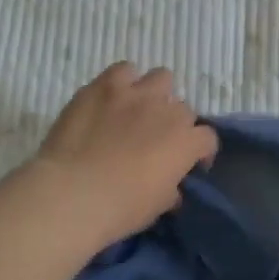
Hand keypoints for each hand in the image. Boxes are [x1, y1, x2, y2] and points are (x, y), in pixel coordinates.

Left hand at [33, 63, 217, 246]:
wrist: (71, 193)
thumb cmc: (119, 208)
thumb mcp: (155, 207)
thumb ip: (170, 191)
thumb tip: (172, 188)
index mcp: (185, 142)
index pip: (207, 138)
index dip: (200, 151)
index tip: (190, 164)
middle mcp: (167, 110)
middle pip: (182, 108)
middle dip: (173, 124)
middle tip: (156, 141)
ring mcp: (136, 93)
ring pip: (160, 78)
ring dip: (154, 94)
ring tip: (137, 111)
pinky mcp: (105, 85)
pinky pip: (123, 70)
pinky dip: (122, 82)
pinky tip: (111, 99)